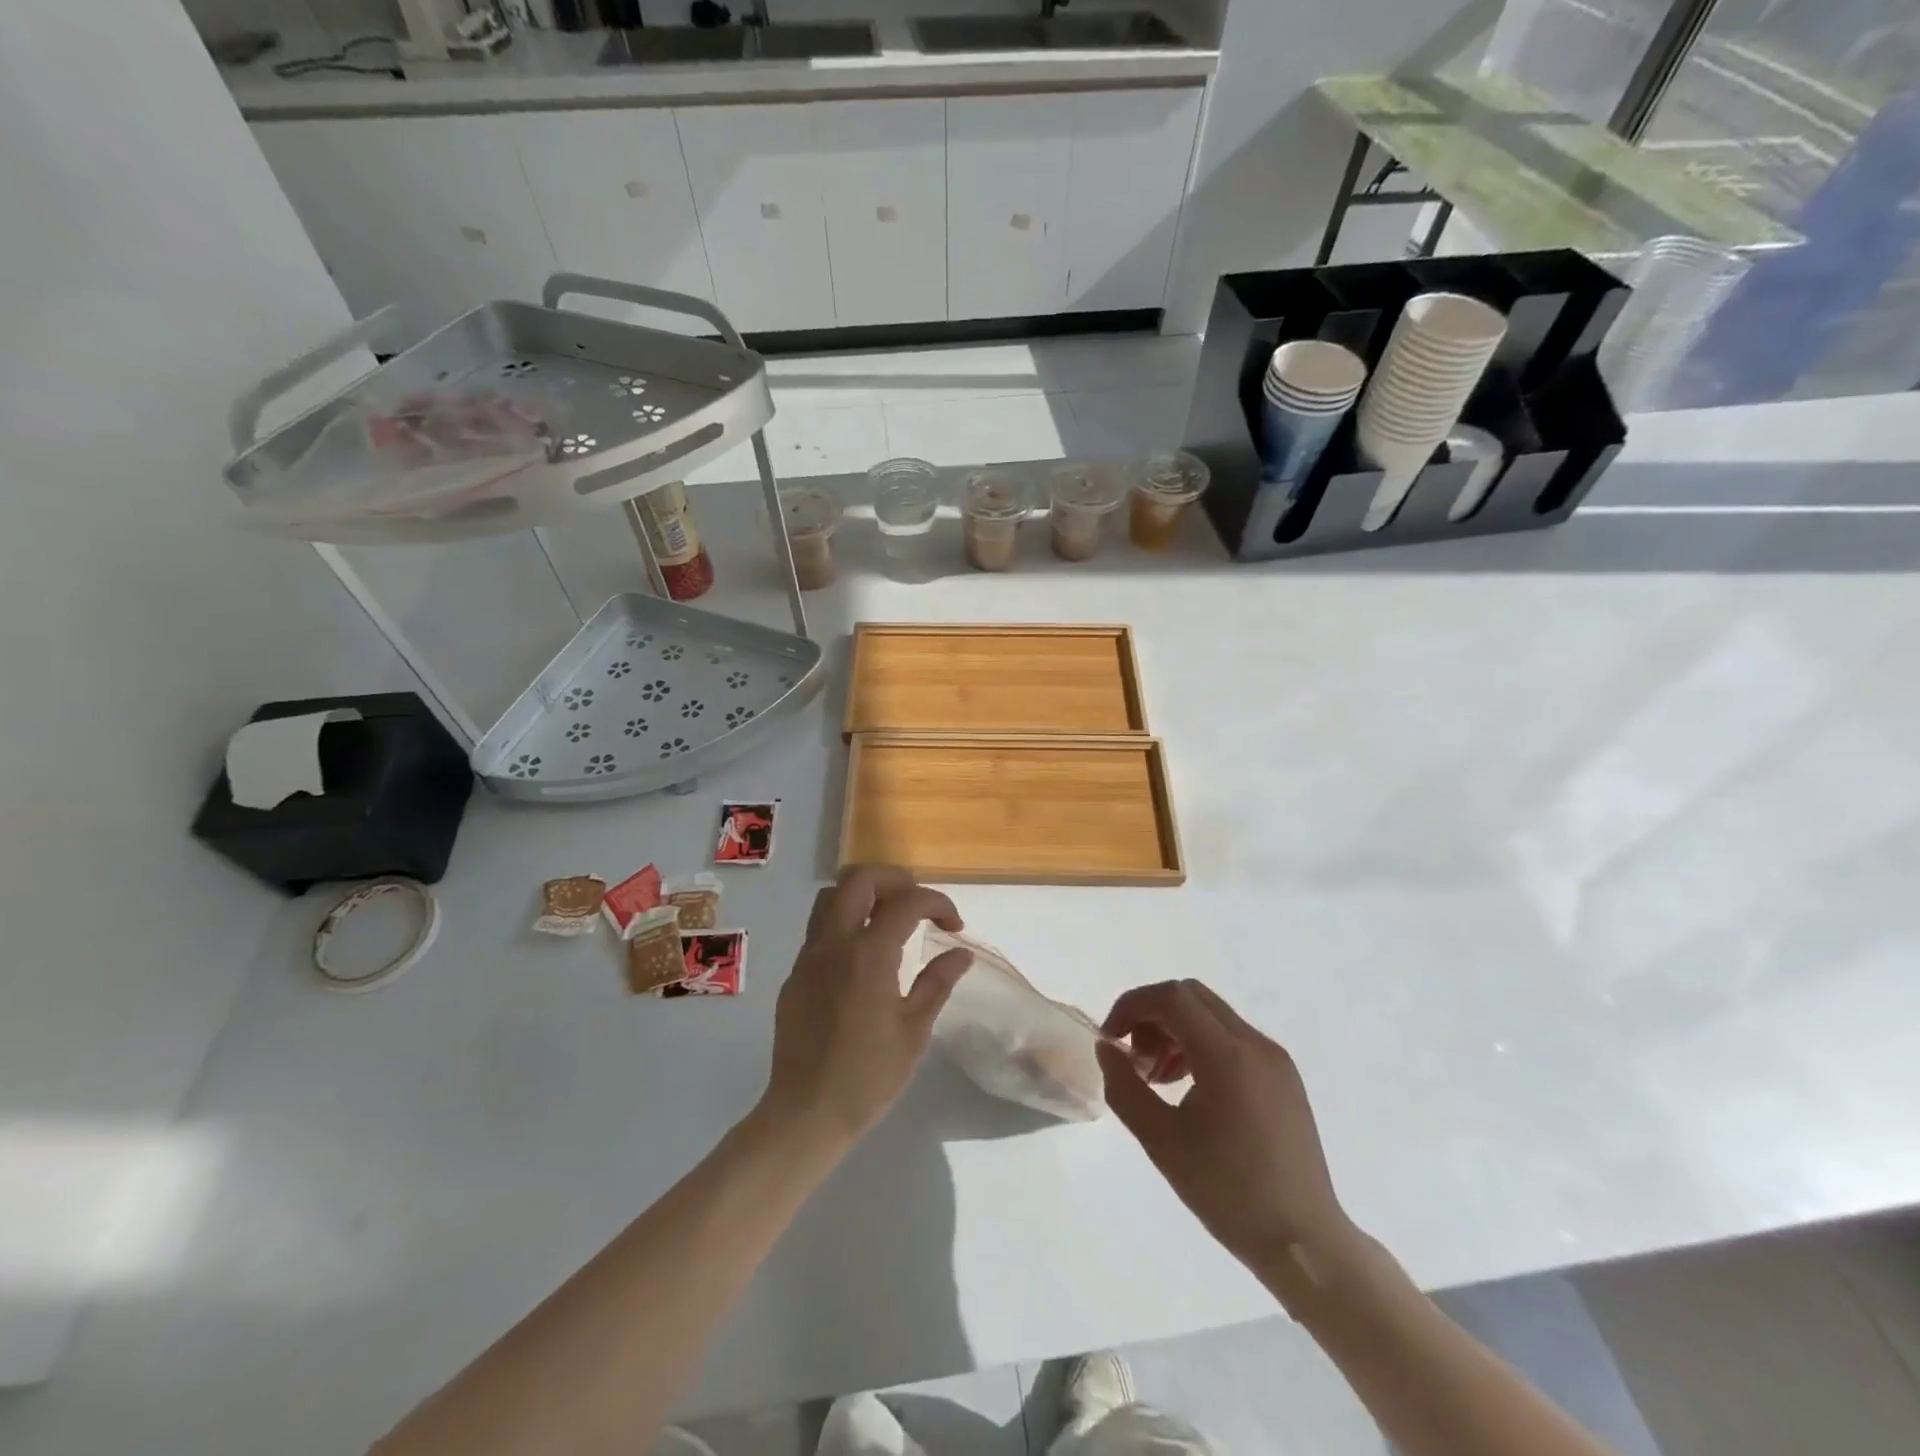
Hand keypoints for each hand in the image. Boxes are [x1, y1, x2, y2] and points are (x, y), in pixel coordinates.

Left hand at [761, 866, 973, 1144]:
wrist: (806, 1112)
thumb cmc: (868, 1076)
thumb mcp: (914, 1030)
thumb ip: (938, 982)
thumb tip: (961, 953)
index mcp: (868, 954)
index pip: (906, 901)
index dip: (937, 903)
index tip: (954, 926)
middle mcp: (834, 943)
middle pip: (859, 879)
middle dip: (896, 880)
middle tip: (919, 905)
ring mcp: (809, 956)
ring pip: (831, 896)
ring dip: (864, 895)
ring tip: (890, 919)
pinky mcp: (795, 974)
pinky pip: (819, 928)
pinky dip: (845, 922)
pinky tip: (863, 956)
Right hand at [1098, 980, 1359, 1291]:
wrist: (1306, 1246)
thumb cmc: (1229, 1194)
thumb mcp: (1162, 1142)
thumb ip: (1126, 1088)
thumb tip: (1107, 1049)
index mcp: (1228, 1056)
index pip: (1172, 997)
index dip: (1133, 1006)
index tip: (1112, 1040)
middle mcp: (1255, 1045)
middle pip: (1191, 997)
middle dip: (1152, 1017)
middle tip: (1135, 1061)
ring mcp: (1275, 1059)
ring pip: (1211, 1016)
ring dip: (1175, 1032)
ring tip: (1158, 1080)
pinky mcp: (1284, 1078)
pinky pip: (1232, 1040)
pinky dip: (1200, 1047)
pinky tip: (1189, 1090)